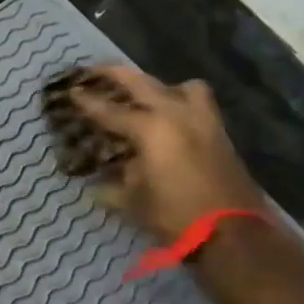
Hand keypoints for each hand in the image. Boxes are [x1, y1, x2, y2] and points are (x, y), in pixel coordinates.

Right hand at [70, 68, 267, 242]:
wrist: (232, 232)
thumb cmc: (174, 215)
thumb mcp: (133, 201)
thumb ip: (114, 183)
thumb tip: (100, 181)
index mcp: (150, 129)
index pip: (110, 111)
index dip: (88, 101)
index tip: (72, 91)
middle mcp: (176, 114)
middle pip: (142, 83)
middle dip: (116, 74)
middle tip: (97, 70)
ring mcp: (203, 120)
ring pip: (181, 87)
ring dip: (160, 87)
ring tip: (148, 99)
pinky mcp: (220, 133)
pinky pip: (198, 104)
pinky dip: (181, 104)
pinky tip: (170, 123)